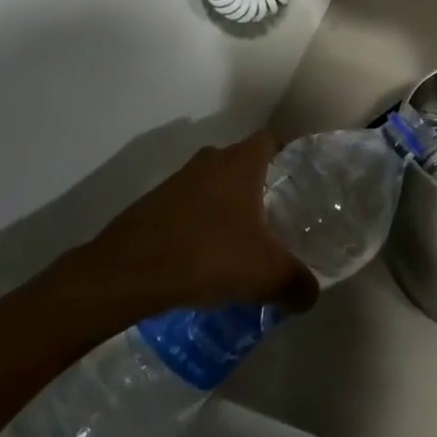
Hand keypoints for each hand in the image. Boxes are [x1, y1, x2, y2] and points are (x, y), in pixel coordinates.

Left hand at [75, 132, 318, 316]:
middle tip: (275, 220)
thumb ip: (296, 283)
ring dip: (226, 208)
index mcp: (241, 162)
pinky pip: (189, 207)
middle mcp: (211, 160)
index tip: (298, 185)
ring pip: (214, 186)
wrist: (125, 273)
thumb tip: (311, 295)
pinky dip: (199, 225)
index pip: (272, 141)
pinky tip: (203, 260)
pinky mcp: (153, 204)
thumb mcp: (264, 274)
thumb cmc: (205, 255)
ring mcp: (179, 180)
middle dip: (259, 188)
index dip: (287, 158)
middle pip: (243, 164)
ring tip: (240, 245)